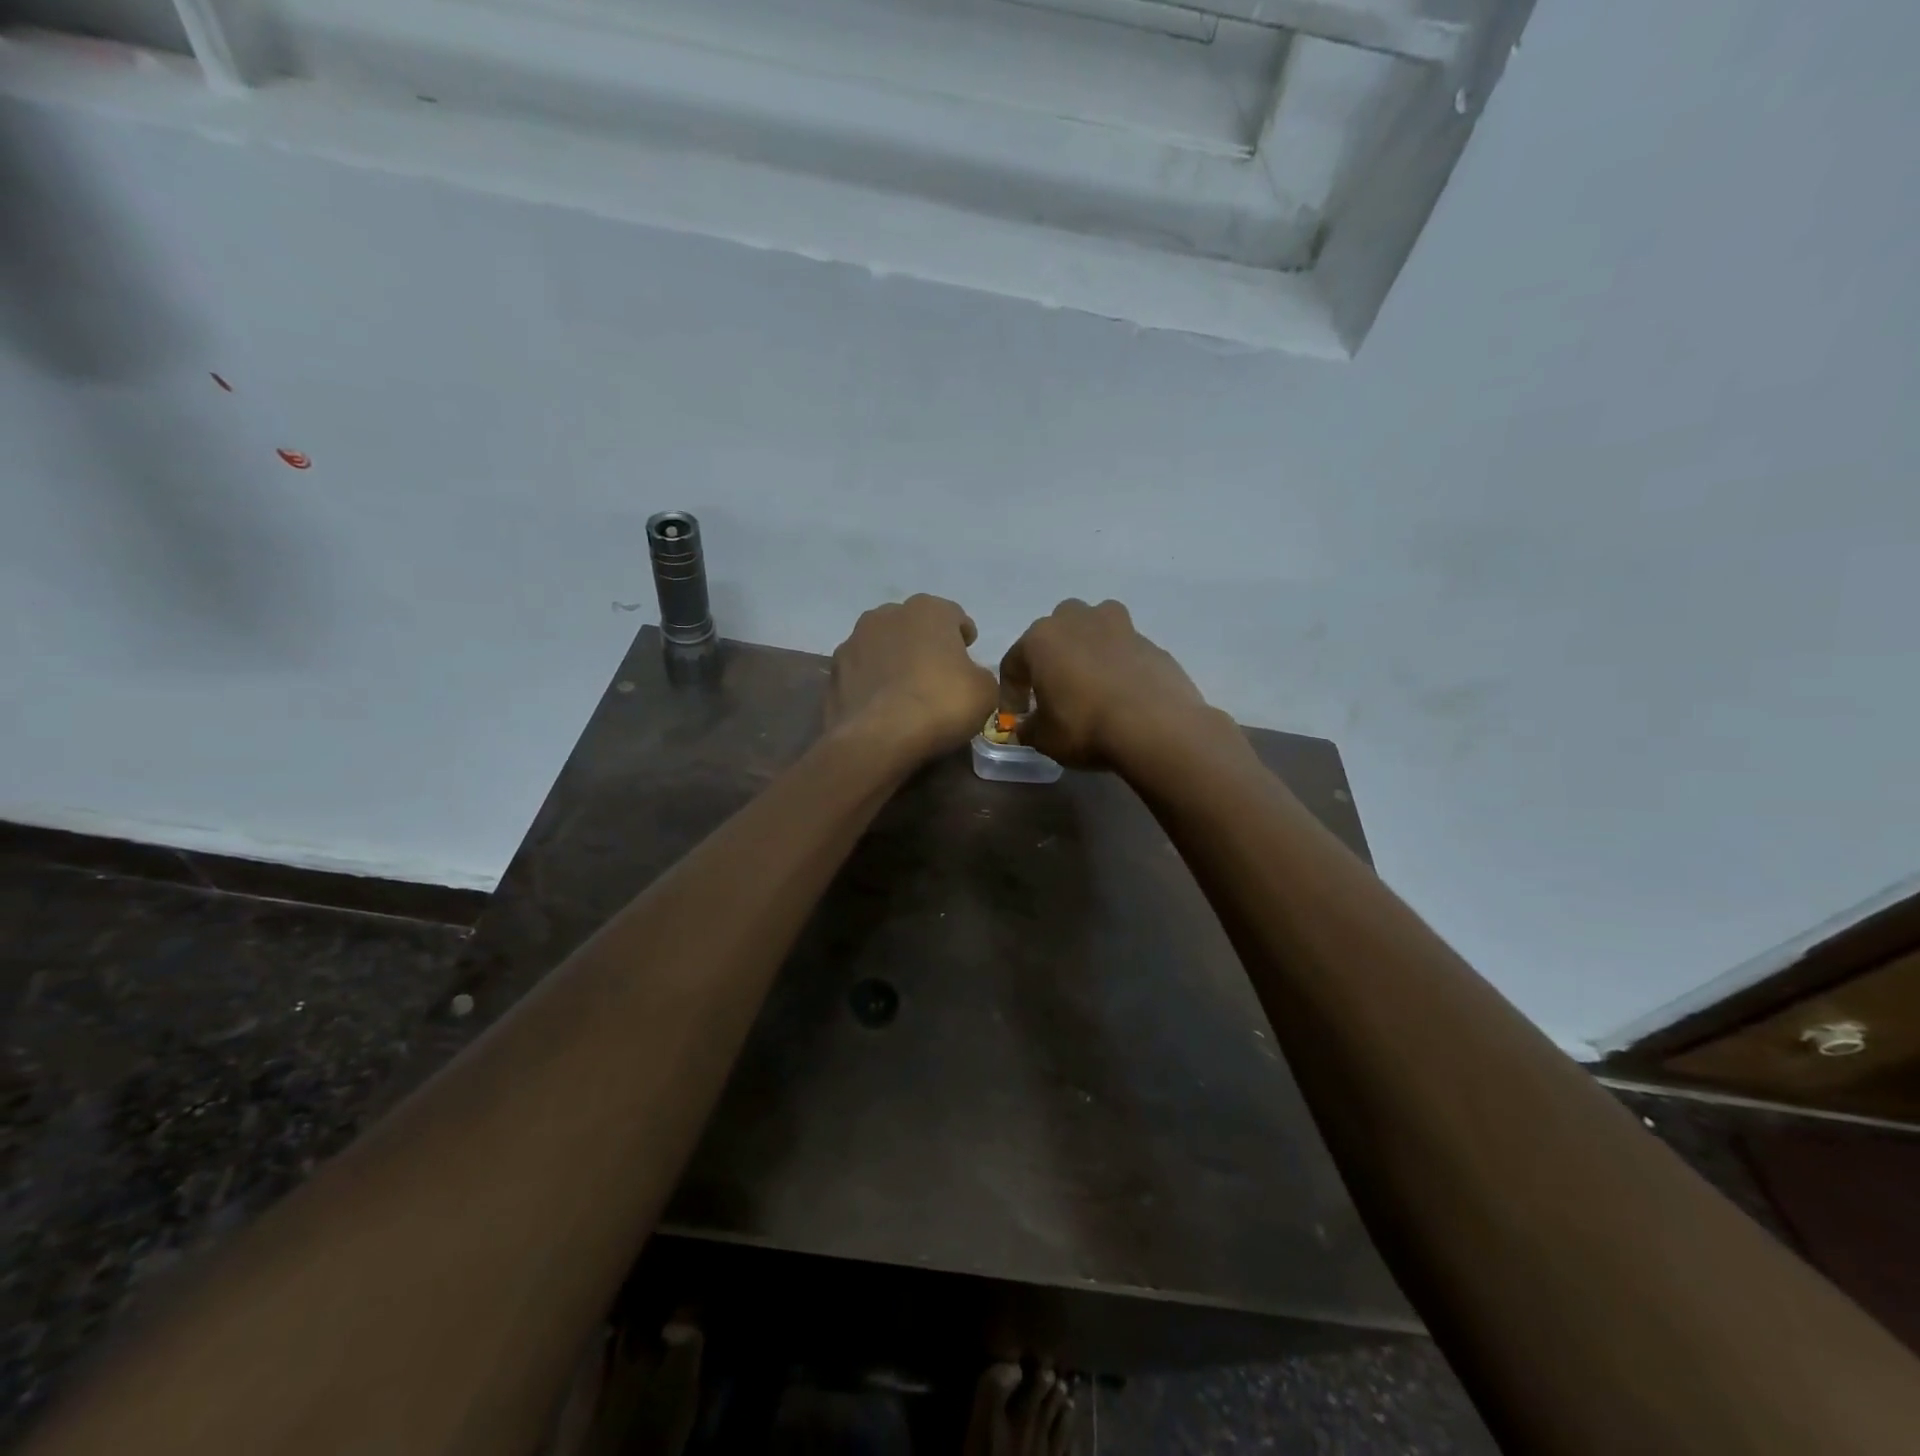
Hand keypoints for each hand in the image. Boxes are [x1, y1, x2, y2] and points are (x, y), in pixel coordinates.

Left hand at [827, 594, 997, 760]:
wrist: (878, 738)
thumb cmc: (940, 704)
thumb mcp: (985, 691)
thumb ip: (979, 674)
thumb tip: (968, 676)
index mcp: (927, 610)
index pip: (953, 616)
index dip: (963, 635)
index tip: (968, 653)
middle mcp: (886, 615)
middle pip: (913, 626)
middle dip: (924, 643)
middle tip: (937, 672)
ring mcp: (853, 641)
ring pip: (882, 646)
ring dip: (894, 660)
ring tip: (905, 691)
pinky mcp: (833, 672)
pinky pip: (861, 673)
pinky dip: (872, 683)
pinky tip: (882, 707)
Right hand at [998, 599, 1223, 768]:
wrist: (1156, 727)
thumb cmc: (1086, 727)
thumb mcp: (1044, 738)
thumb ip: (1028, 728)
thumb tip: (1027, 725)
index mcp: (1041, 639)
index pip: (1013, 662)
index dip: (1011, 692)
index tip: (1016, 717)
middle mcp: (1077, 620)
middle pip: (1055, 631)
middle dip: (1050, 657)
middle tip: (1054, 689)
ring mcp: (1118, 626)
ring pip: (1093, 626)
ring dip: (1087, 645)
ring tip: (1090, 678)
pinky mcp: (1150, 642)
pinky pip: (1124, 648)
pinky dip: (1118, 663)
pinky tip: (1121, 692)